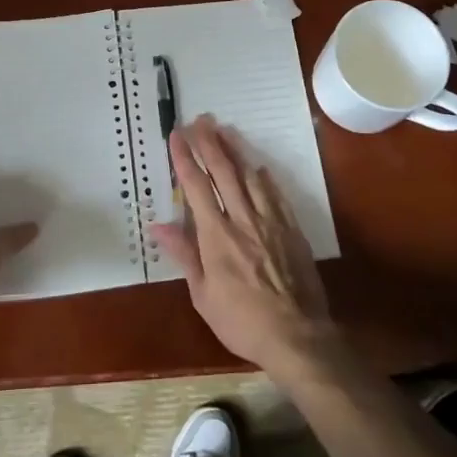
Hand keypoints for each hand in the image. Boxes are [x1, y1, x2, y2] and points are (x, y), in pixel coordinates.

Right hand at [148, 115, 337, 376]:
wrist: (297, 336)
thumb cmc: (242, 321)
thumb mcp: (203, 296)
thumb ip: (184, 255)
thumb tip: (159, 225)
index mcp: (217, 237)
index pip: (196, 187)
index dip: (185, 159)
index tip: (176, 136)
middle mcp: (243, 220)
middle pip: (224, 172)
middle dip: (209, 143)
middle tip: (199, 120)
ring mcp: (271, 222)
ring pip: (251, 176)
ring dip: (236, 150)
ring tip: (225, 129)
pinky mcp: (291, 229)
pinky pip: (276, 194)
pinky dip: (264, 176)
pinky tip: (258, 165)